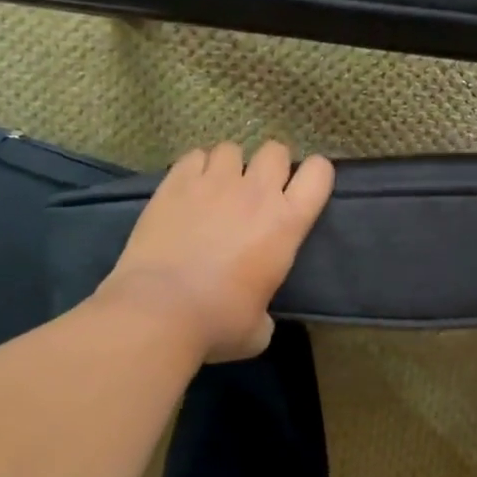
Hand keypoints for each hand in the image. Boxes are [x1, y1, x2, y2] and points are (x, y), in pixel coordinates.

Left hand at [95, 142, 333, 361]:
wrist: (158, 312)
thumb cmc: (218, 322)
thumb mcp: (258, 328)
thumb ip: (265, 312)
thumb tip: (258, 317)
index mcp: (287, 222)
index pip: (319, 173)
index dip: (314, 175)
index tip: (302, 190)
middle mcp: (256, 192)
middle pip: (275, 150)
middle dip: (270, 165)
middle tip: (257, 191)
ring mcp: (214, 182)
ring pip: (231, 148)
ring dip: (230, 166)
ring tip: (218, 188)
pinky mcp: (175, 183)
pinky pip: (194, 156)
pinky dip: (195, 168)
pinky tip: (188, 189)